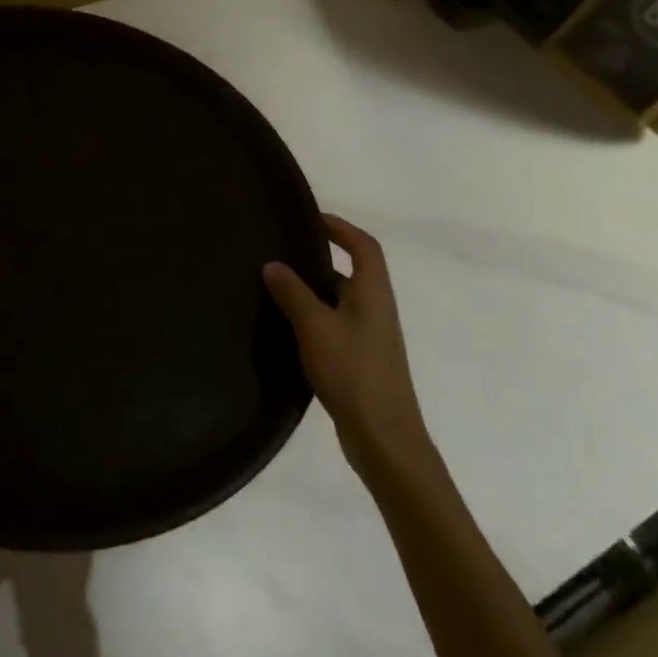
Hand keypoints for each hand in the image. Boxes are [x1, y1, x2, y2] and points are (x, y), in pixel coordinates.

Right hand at [263, 215, 438, 486]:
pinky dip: (314, 317)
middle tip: (282, 252)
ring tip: (276, 286)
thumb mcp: (315, 327)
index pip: (364, 246)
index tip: (310, 219)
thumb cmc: (353, 372)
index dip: (341, 228)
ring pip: (341, 300)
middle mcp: (376, 309)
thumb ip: (293, 293)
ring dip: (314, 289)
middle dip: (320, 258)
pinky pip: (336, 324)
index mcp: (373, 293)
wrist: (384, 438)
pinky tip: (287, 327)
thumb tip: (273, 264)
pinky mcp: (361, 360)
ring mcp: (371, 337)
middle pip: (353, 271)